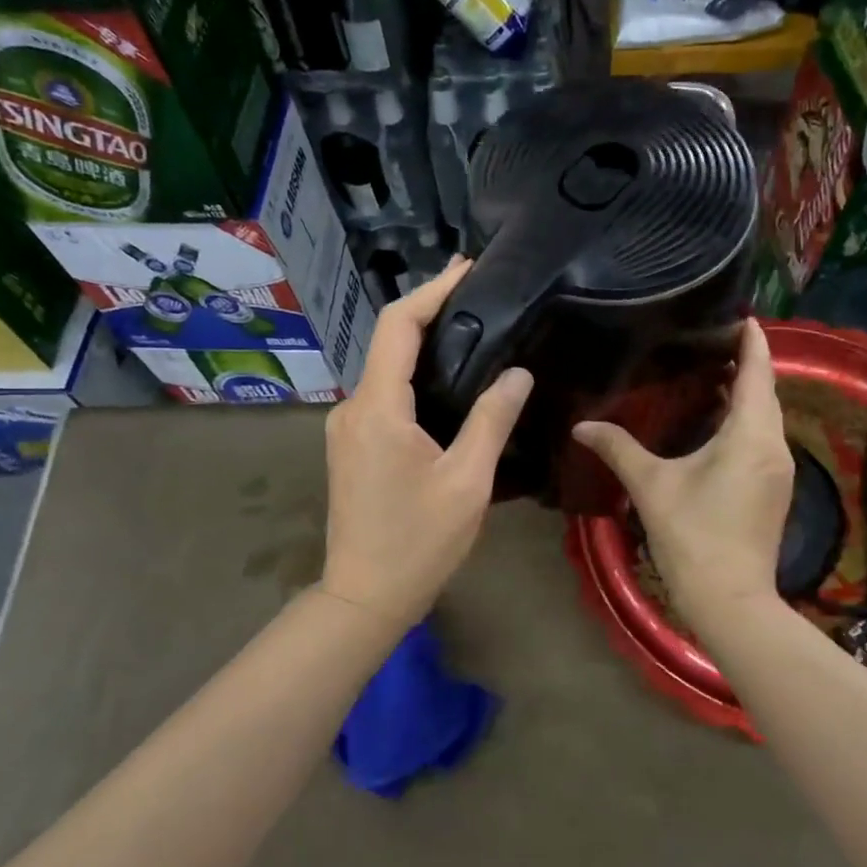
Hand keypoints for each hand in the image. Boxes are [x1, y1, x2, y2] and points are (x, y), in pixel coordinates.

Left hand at [319, 258, 532, 630]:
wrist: (365, 596)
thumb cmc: (419, 542)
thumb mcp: (467, 481)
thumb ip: (491, 420)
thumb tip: (518, 373)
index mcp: (378, 408)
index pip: (399, 327)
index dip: (432, 292)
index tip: (468, 269)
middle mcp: (353, 408)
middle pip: (390, 342)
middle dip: (431, 311)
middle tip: (480, 294)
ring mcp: (347, 427)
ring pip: (386, 369)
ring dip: (423, 345)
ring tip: (473, 330)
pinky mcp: (351, 445)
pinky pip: (384, 395)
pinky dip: (414, 376)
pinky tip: (448, 381)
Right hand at [572, 319, 792, 626]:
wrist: (731, 600)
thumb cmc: (693, 535)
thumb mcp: (651, 486)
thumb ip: (617, 448)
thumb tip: (581, 426)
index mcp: (750, 434)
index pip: (758, 371)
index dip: (751, 340)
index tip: (737, 315)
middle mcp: (774, 445)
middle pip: (766, 391)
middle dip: (746, 363)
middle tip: (710, 342)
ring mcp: (779, 470)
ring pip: (766, 417)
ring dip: (746, 394)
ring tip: (710, 375)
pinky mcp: (775, 490)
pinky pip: (763, 439)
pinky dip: (745, 421)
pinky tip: (717, 424)